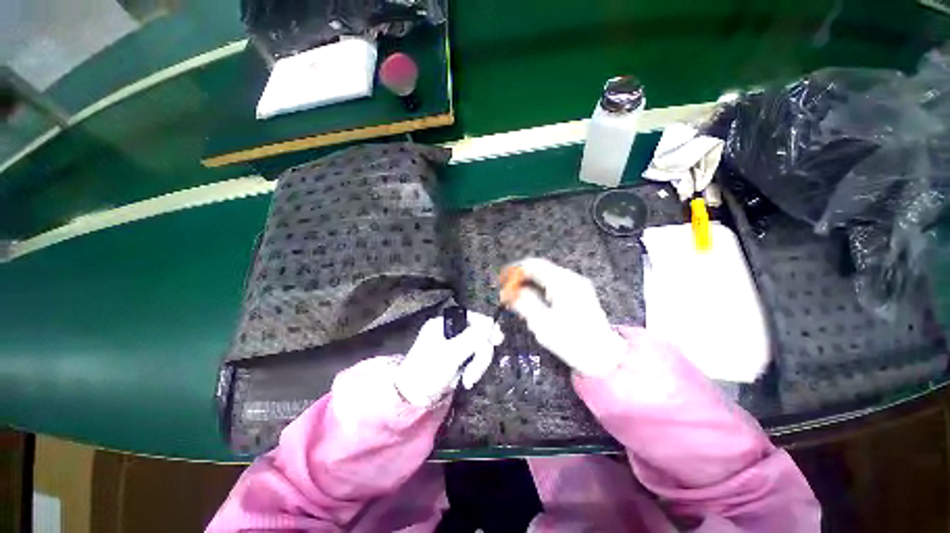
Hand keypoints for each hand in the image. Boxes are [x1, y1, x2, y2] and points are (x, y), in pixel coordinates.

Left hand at [394, 311, 503, 406]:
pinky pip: (474, 358)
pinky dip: (474, 369)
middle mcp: (449, 331)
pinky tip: (467, 380)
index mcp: (443, 323)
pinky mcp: (457, 359)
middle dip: (480, 354)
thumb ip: (472, 338)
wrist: (413, 400)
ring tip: (469, 380)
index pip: (471, 317)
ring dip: (478, 364)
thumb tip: (491, 323)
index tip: (498, 340)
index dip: (486, 326)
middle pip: (477, 333)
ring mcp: (453, 345)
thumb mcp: (451, 354)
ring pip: (478, 347)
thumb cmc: (428, 373)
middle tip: (474, 373)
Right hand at [504, 258, 625, 376]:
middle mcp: (570, 277)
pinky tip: (532, 298)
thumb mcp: (542, 324)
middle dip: (521, 276)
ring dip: (529, 282)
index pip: (533, 265)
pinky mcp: (579, 292)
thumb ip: (523, 303)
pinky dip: (539, 287)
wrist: (604, 356)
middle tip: (507, 290)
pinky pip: (554, 282)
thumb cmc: (572, 341)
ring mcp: (577, 284)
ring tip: (516, 295)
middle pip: (540, 268)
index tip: (501, 280)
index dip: (514, 270)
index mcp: (562, 282)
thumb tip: (508, 292)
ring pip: (546, 275)